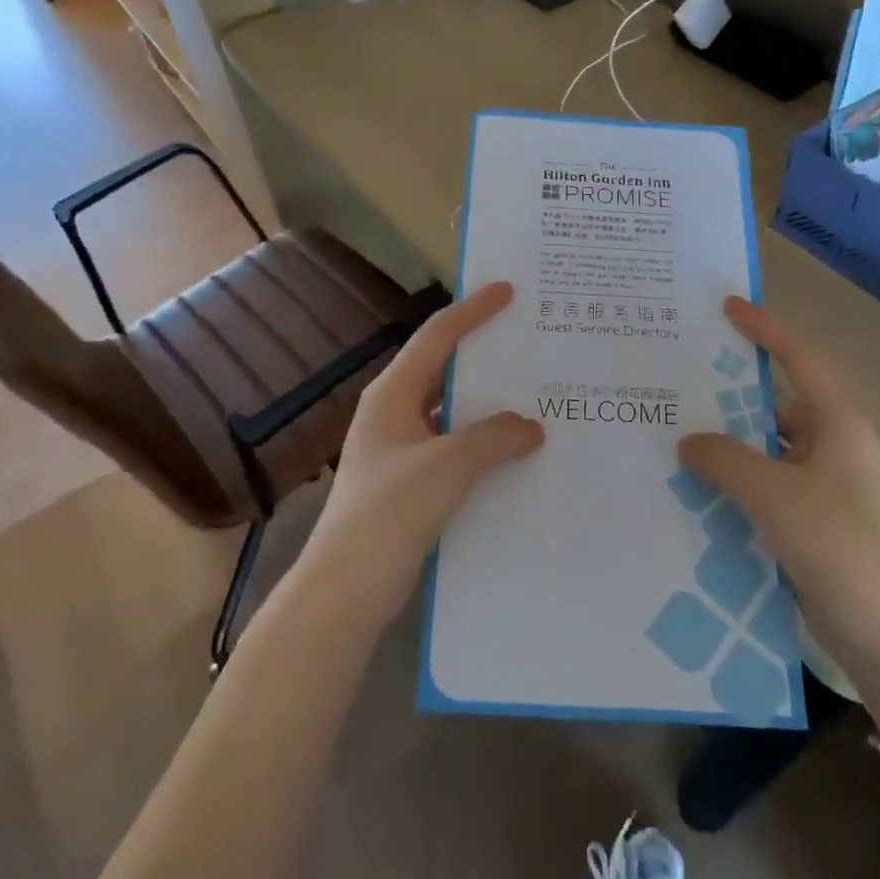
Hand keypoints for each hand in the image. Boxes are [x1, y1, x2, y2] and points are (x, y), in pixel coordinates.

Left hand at [297, 282, 544, 624]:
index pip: (437, 336)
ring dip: (487, 403)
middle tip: (528, 340)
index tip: (507, 290)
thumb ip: (494, 437)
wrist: (346, 588)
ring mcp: (400, 449)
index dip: (472, 310)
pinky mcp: (409, 482)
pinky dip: (482, 442)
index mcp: (393, 394)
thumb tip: (531, 426)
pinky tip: (515, 452)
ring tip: (533, 394)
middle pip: (443, 368)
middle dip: (484, 354)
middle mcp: (394, 412)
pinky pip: (453, 446)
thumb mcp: (449, 465)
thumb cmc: (391, 512)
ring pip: (451, 411)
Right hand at [679, 297, 879, 665]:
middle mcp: (832, 446)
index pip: (799, 360)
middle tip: (679, 379)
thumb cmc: (839, 548)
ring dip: (727, 442)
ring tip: (674, 432)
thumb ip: (725, 458)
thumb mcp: (774, 495)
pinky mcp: (811, 519)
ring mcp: (822, 485)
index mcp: (838, 425)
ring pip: (765, 447)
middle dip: (729, 393)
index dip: (764, 329)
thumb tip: (688, 440)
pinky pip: (764, 483)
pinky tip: (694, 486)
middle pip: (775, 402)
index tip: (727, 307)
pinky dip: (733, 479)